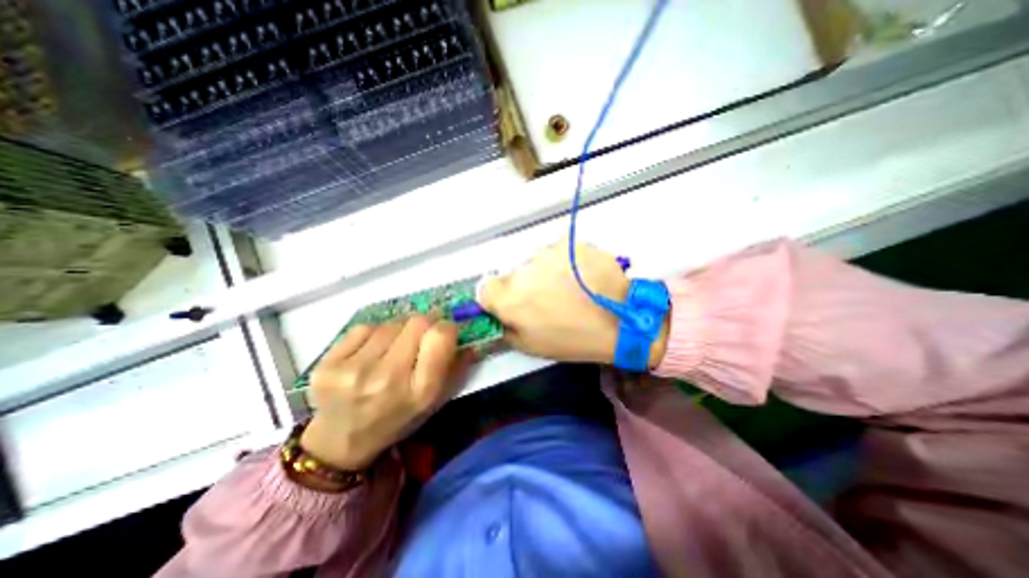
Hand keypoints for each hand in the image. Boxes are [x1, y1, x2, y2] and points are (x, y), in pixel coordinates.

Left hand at [300, 319, 468, 471]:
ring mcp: (353, 371)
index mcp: (420, 391)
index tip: (444, 332)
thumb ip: (457, 367)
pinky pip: (364, 328)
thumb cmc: (399, 417)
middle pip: (417, 322)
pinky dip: (374, 334)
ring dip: (398, 330)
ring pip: (391, 323)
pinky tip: (370, 352)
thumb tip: (468, 336)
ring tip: (393, 349)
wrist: (343, 440)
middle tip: (421, 335)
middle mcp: (387, 379)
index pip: (440, 336)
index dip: (446, 327)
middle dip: (425, 324)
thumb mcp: (436, 399)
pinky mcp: (327, 364)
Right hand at [478, 242, 670, 367]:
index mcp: (509, 297)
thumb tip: (497, 315)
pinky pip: (557, 252)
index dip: (496, 297)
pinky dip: (564, 262)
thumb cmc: (574, 338)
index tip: (512, 304)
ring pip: (535, 262)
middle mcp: (522, 269)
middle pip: (512, 274)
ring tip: (569, 288)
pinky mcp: (569, 242)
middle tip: (547, 299)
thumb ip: (505, 328)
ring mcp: (548, 252)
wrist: (622, 319)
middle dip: (523, 286)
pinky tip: (581, 276)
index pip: (485, 288)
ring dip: (544, 272)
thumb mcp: (531, 346)